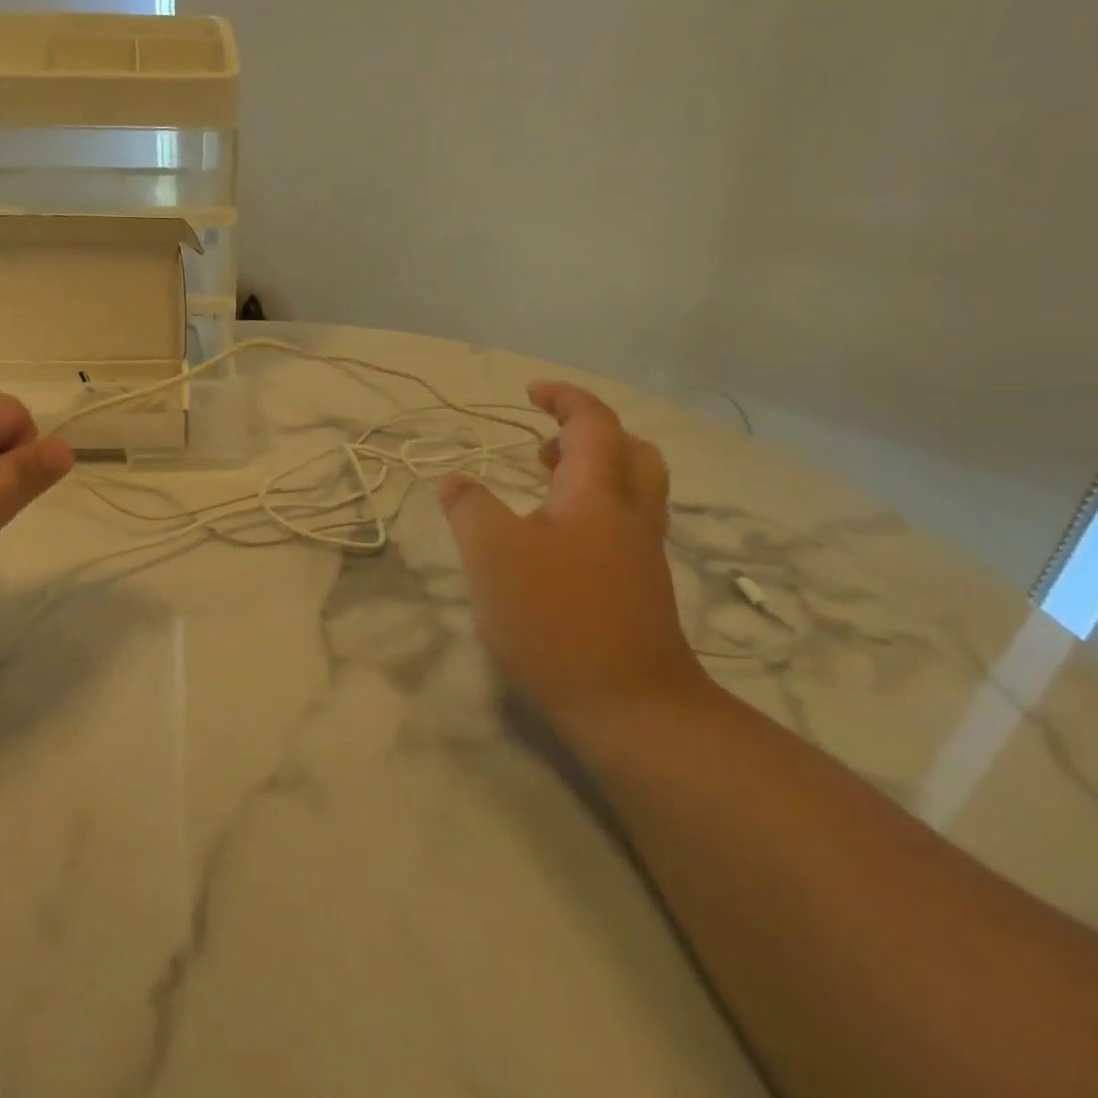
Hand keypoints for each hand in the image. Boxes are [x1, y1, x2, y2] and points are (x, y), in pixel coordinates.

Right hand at [439, 380, 706, 736]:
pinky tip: (555, 545)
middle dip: (590, 436)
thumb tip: (455, 481)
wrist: (628, 704)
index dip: (564, 398)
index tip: (530, 392)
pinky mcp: (640, 590)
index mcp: (598, 494)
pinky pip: (623, 527)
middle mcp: (630, 515)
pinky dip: (593, 512)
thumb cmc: (555, 617)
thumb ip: (469, 508)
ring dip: (593, 474)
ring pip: (632, 492)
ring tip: (543, 491)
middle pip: (631, 452)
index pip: (593, 423)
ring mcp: (641, 555)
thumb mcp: (491, 554)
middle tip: (543, 447)